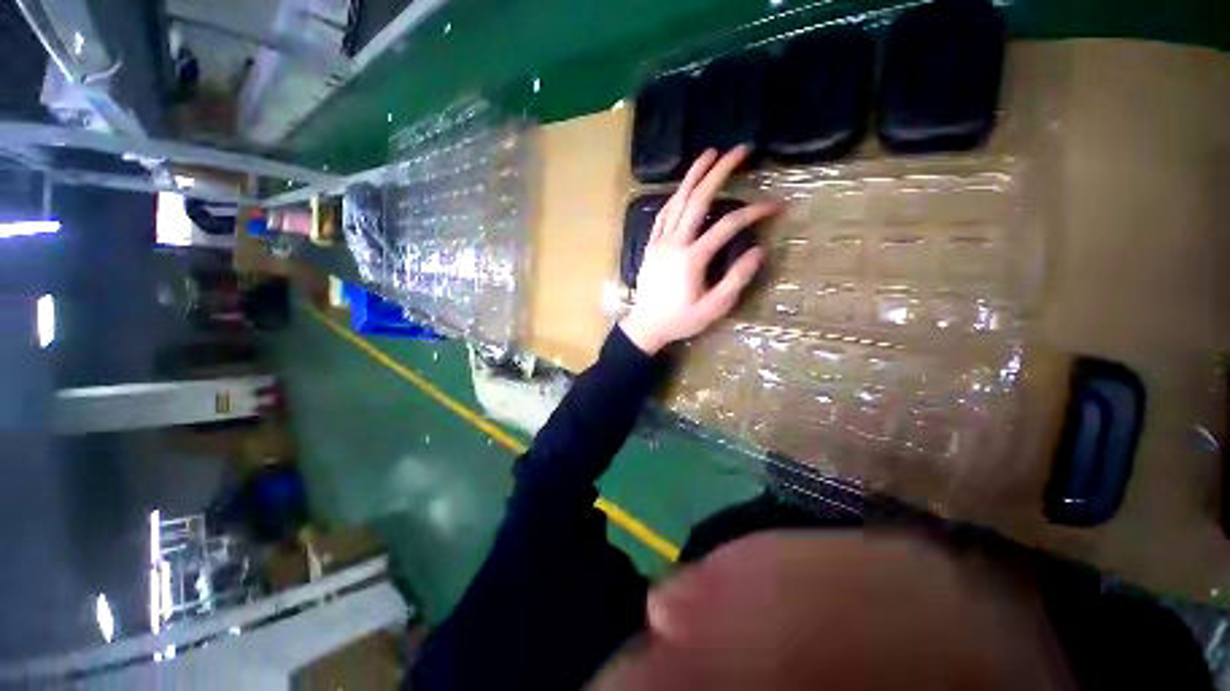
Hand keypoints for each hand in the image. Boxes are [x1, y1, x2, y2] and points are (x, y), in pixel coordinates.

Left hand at [620, 147, 779, 354]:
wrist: (646, 326)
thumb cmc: (680, 320)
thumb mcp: (713, 308)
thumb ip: (736, 279)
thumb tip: (758, 251)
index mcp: (692, 259)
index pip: (727, 226)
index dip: (753, 212)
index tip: (774, 206)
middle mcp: (675, 243)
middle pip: (697, 200)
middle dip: (719, 172)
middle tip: (739, 150)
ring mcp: (660, 242)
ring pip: (677, 201)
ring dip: (693, 175)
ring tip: (709, 154)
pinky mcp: (651, 245)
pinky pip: (662, 214)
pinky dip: (674, 197)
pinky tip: (682, 188)